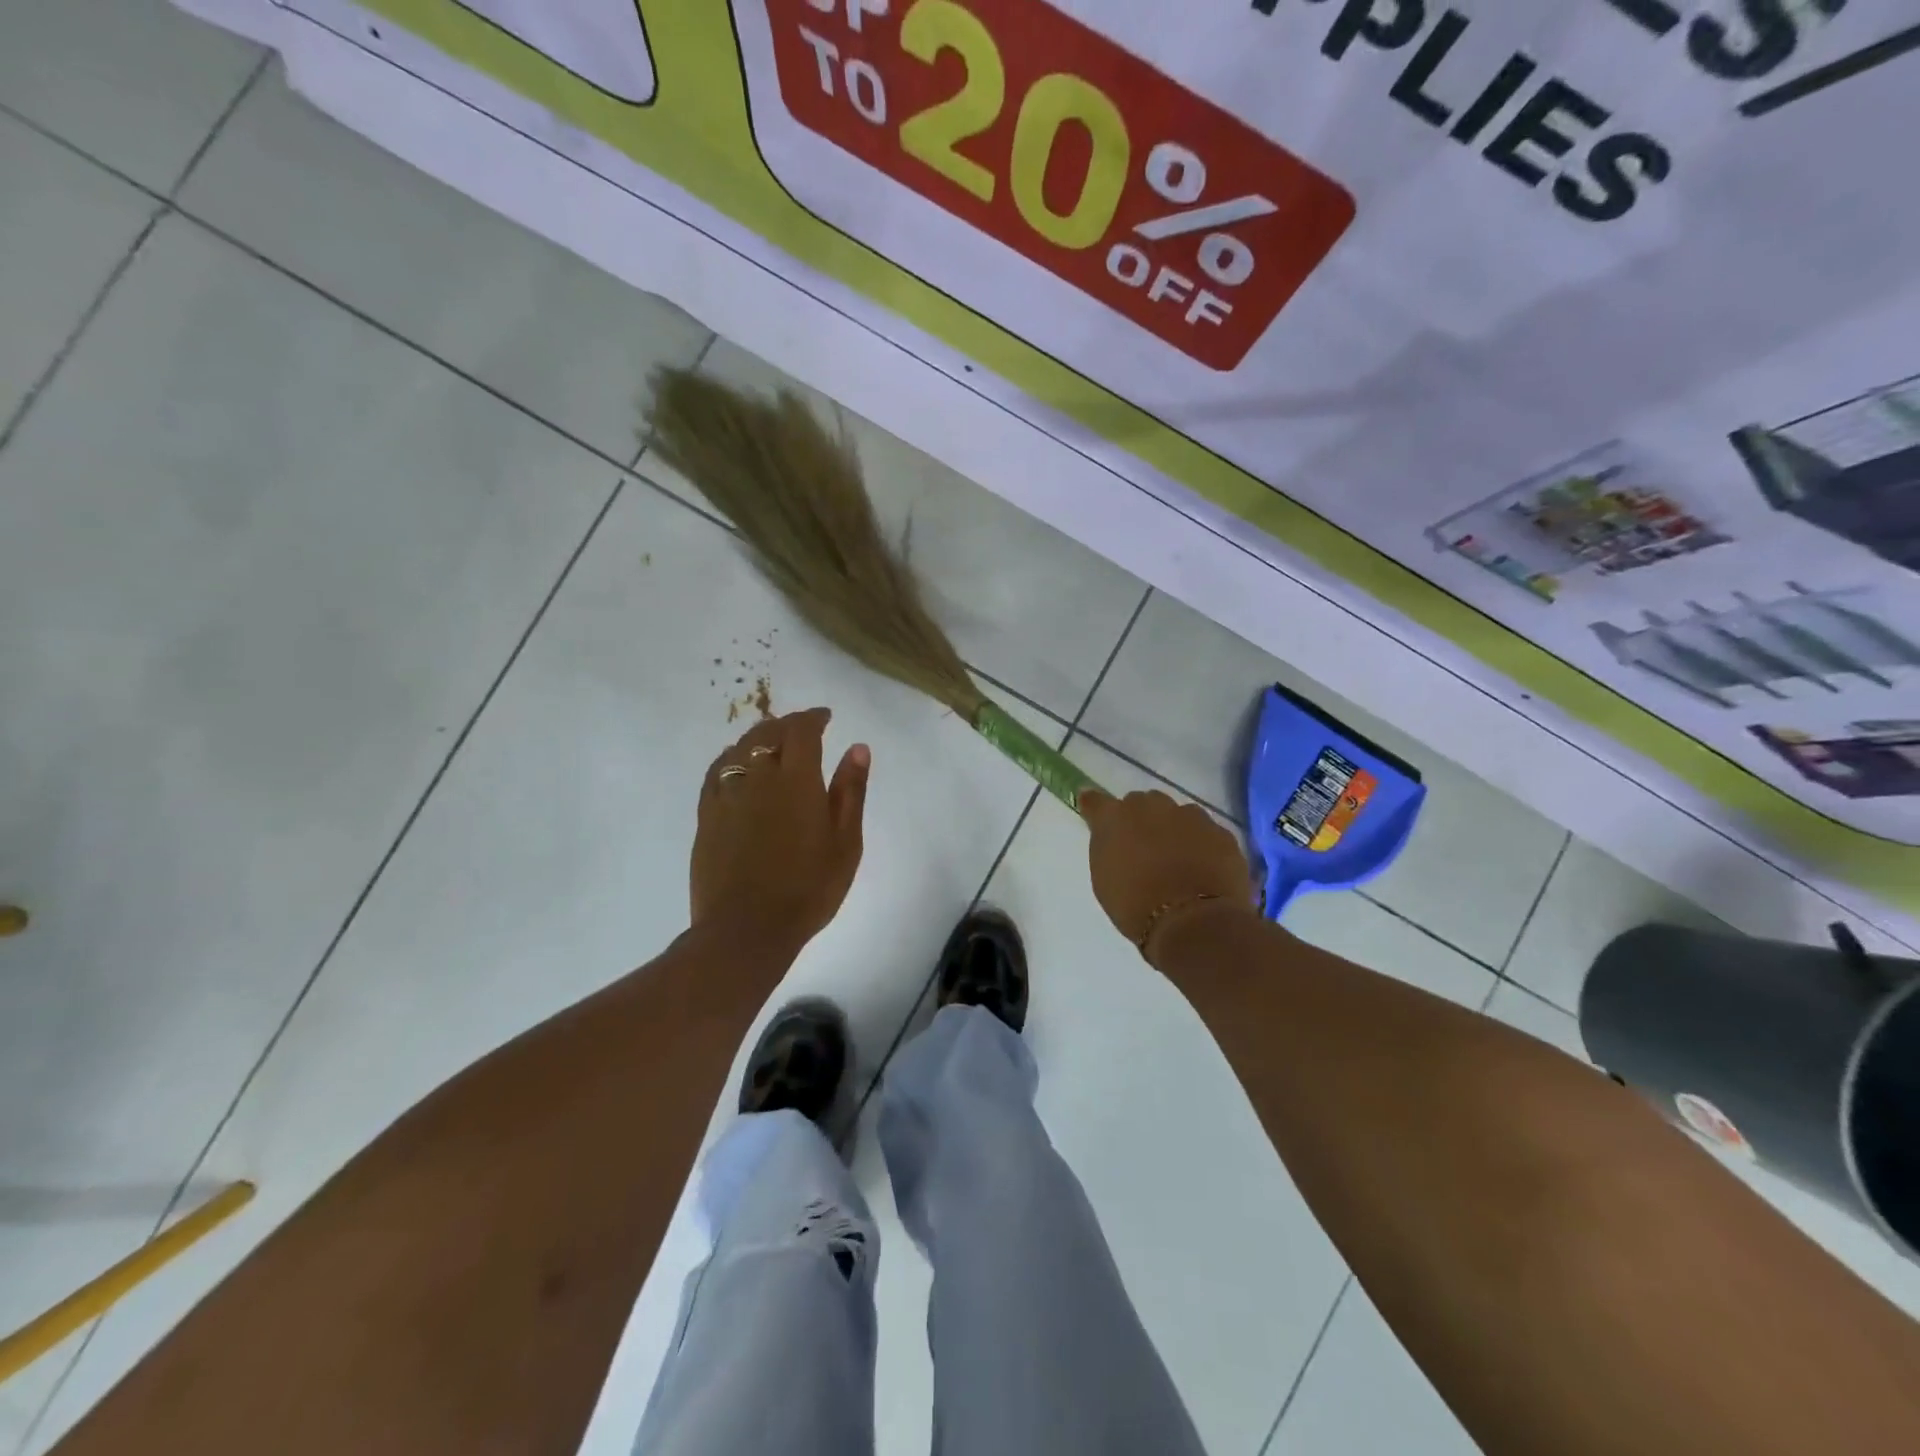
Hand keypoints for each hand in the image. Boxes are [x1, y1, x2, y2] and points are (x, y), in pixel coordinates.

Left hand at [691, 708, 870, 956]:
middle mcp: (758, 776)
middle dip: (787, 725)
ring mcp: (727, 795)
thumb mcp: (845, 842)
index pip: (802, 730)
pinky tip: (736, 765)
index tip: (826, 718)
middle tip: (802, 729)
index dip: (814, 718)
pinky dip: (730, 758)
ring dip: (758, 737)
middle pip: (768, 734)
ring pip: (739, 749)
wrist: (747, 928)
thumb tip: (857, 747)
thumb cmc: (808, 888)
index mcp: (797, 779)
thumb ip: (850, 791)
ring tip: (772, 743)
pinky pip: (716, 772)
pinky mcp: (706, 816)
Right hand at [1079, 788, 1256, 961]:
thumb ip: (1107, 848)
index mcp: (1115, 818)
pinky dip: (1203, 846)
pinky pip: (1207, 833)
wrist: (1193, 923)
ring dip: (1175, 830)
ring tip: (1179, 862)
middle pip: (1143, 804)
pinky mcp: (1221, 833)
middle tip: (1144, 849)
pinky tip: (1204, 870)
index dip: (1097, 809)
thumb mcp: (1105, 879)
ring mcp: (1191, 816)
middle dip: (1142, 820)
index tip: (1096, 816)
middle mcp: (1152, 806)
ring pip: (1179, 815)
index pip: (1096, 802)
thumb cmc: (1136, 906)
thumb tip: (1111, 835)